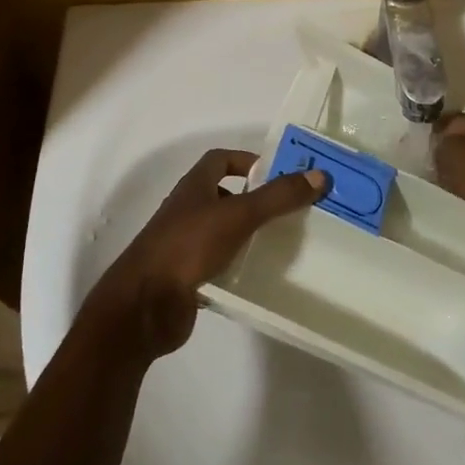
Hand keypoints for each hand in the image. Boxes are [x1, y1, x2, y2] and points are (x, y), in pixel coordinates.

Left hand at [88, 150, 325, 359]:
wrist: (144, 305)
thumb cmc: (188, 246)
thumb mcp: (238, 215)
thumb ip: (278, 196)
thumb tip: (320, 175)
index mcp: (193, 186)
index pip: (220, 160)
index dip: (247, 160)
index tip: (278, 172)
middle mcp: (187, 211)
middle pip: (223, 195)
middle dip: (254, 200)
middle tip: (290, 210)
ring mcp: (184, 245)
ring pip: (222, 232)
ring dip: (248, 235)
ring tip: (283, 243)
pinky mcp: (186, 278)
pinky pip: (218, 265)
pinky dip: (238, 268)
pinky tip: (261, 277)